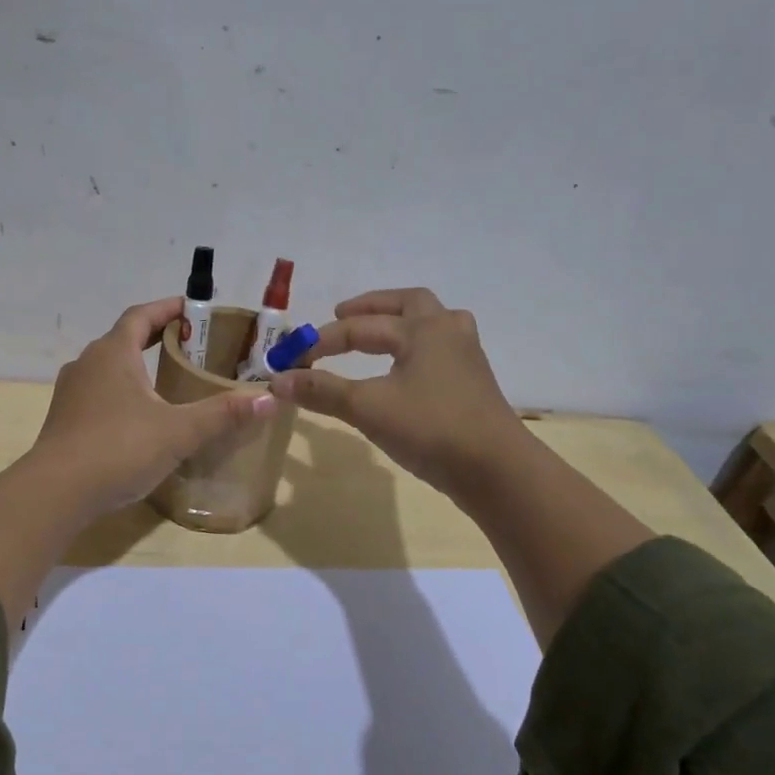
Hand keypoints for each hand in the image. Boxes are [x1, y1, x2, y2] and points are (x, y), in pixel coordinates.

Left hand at [30, 296, 276, 516]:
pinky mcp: (63, 420)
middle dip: (153, 338)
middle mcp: (87, 364)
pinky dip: (120, 394)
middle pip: (122, 339)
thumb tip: (269, 399)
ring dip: (134, 367)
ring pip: (107, 368)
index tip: (190, 308)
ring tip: (165, 381)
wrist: (56, 492)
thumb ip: (222, 414)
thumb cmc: (119, 448)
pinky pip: (97, 394)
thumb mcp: (178, 431)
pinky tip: (137, 419)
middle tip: (187, 346)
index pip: (140, 316)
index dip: (166, 309)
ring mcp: (70, 392)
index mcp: (112, 353)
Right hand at [269, 287, 522, 497]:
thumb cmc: (430, 428)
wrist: (497, 470)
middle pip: (408, 304)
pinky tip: (404, 371)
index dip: (320, 343)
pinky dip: (415, 349)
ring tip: (377, 334)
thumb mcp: (367, 407)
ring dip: (401, 323)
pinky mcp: (473, 384)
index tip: (289, 361)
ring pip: (432, 324)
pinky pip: (439, 350)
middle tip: (341, 316)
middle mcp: (447, 333)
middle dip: (371, 308)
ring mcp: (466, 358)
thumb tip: (277, 380)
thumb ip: (322, 390)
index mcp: (423, 329)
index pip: (359, 328)